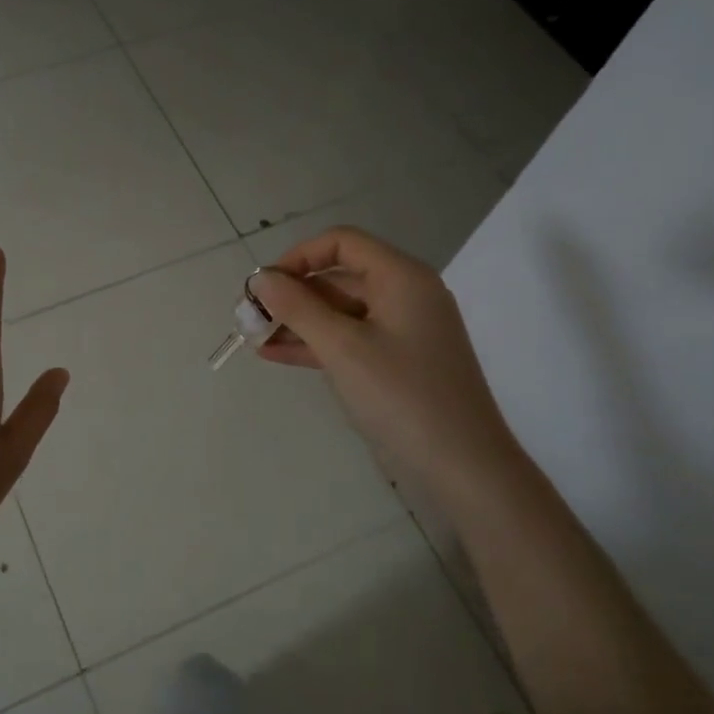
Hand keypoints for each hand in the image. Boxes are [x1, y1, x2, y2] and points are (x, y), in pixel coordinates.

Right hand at [249, 228, 523, 499]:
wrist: (464, 469)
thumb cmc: (402, 397)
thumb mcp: (342, 348)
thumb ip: (298, 308)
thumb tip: (260, 278)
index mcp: (402, 278)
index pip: (342, 243)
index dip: (298, 257)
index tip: (263, 285)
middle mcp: (406, 295)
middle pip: (339, 277)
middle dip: (292, 294)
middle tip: (249, 316)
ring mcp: (404, 331)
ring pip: (341, 312)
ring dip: (298, 322)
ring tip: (254, 337)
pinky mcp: (398, 363)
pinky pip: (350, 340)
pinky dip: (316, 344)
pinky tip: (275, 355)